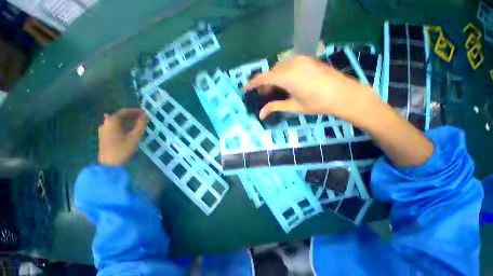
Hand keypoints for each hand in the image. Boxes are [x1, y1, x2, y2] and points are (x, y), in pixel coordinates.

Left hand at [98, 108, 147, 165]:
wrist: (109, 164)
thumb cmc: (122, 149)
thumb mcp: (134, 136)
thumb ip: (140, 125)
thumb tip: (145, 115)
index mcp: (112, 121)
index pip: (124, 111)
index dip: (135, 111)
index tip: (144, 113)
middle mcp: (106, 123)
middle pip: (119, 115)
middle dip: (131, 115)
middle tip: (142, 118)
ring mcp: (103, 130)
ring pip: (116, 121)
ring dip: (127, 120)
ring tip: (137, 123)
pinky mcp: (104, 136)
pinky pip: (114, 127)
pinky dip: (122, 125)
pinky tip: (126, 129)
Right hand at [244, 55, 378, 119]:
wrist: (343, 94)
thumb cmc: (317, 103)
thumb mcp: (293, 106)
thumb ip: (275, 107)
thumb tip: (260, 115)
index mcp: (287, 77)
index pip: (264, 78)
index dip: (252, 83)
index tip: (245, 89)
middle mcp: (292, 64)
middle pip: (272, 73)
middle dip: (265, 83)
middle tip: (264, 95)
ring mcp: (301, 60)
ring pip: (280, 68)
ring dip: (274, 79)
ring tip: (275, 91)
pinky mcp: (307, 59)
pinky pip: (289, 65)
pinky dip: (283, 74)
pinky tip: (286, 84)